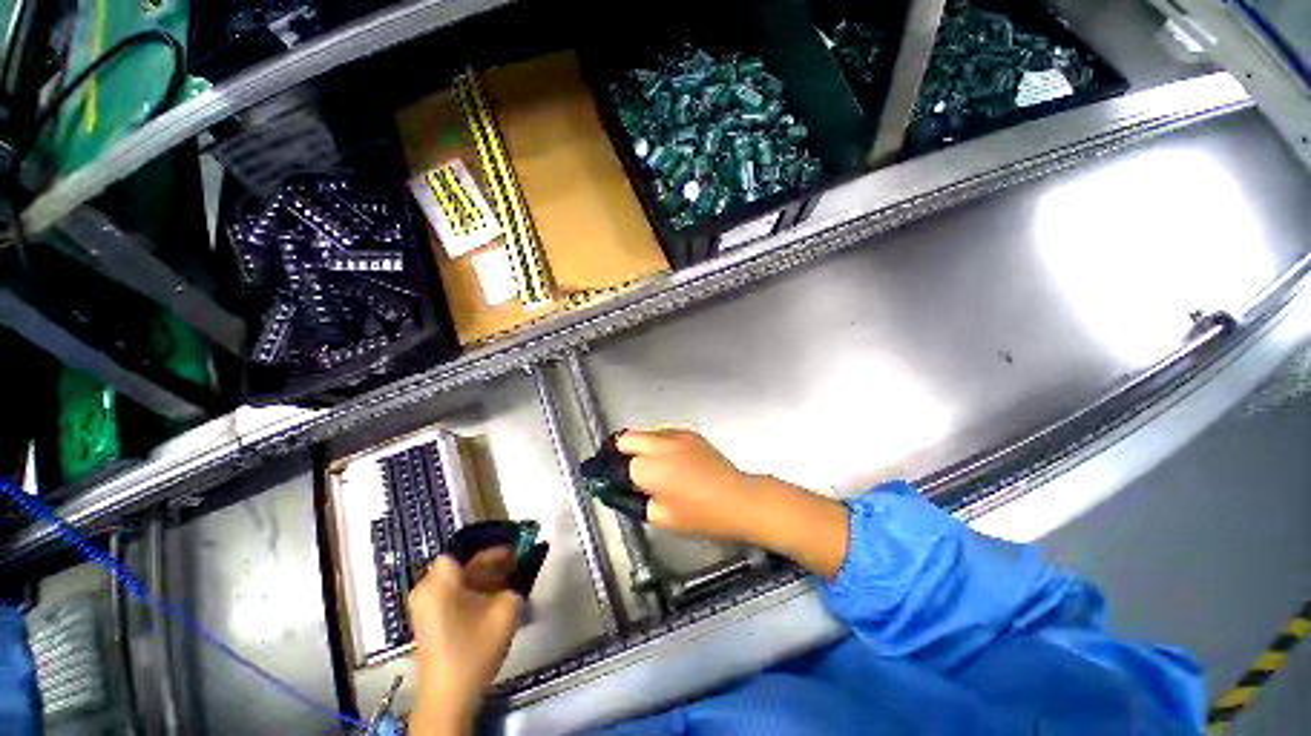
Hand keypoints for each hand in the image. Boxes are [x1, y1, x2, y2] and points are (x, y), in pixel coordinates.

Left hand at [408, 551, 520, 734]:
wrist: (448, 698)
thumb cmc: (474, 649)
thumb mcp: (506, 610)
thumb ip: (518, 580)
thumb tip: (527, 562)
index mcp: (440, 582)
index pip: (466, 547)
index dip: (492, 542)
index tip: (515, 542)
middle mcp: (427, 589)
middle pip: (463, 562)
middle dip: (492, 560)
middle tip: (519, 558)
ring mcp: (425, 606)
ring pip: (460, 578)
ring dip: (486, 575)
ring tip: (512, 577)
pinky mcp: (429, 620)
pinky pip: (453, 593)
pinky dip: (475, 590)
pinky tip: (497, 597)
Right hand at [616, 428, 760, 542]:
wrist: (739, 499)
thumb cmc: (701, 515)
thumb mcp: (661, 517)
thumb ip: (635, 501)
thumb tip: (622, 492)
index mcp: (650, 468)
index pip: (618, 462)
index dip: (612, 473)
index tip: (612, 481)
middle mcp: (660, 445)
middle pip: (626, 437)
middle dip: (619, 452)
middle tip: (624, 469)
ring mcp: (677, 435)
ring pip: (644, 431)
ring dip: (639, 445)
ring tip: (648, 464)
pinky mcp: (690, 433)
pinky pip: (663, 432)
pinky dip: (657, 442)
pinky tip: (667, 459)